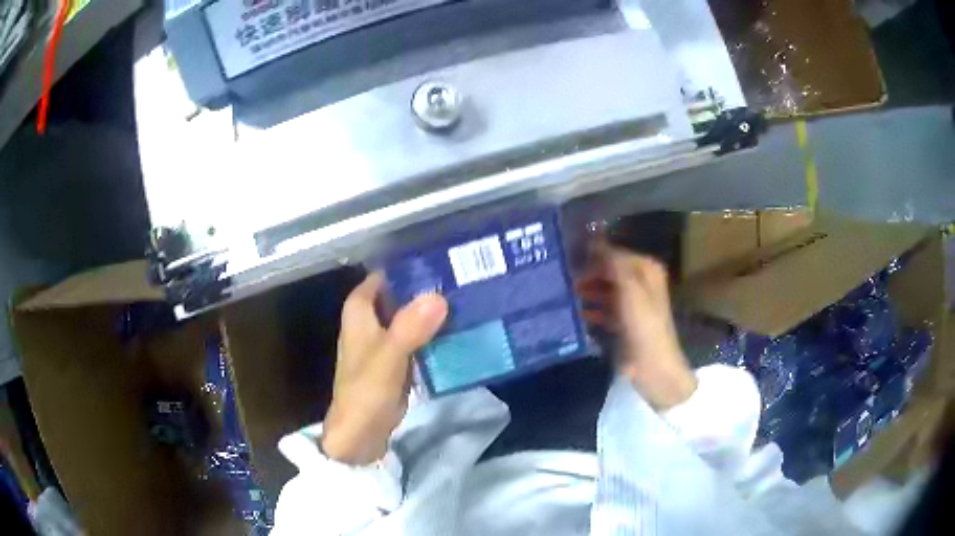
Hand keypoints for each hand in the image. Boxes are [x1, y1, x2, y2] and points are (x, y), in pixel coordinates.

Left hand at [321, 273, 447, 464]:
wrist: (361, 435)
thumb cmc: (365, 392)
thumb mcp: (388, 357)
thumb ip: (409, 328)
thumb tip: (438, 296)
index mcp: (360, 311)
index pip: (383, 275)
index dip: (406, 265)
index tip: (440, 256)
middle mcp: (370, 321)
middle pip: (399, 294)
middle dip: (426, 287)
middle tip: (463, 277)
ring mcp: (385, 342)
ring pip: (410, 316)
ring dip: (432, 310)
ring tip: (467, 297)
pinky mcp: (398, 361)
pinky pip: (417, 338)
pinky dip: (433, 333)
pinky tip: (458, 329)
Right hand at [577, 246, 695, 409]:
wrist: (653, 366)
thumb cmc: (644, 324)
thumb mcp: (630, 289)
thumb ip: (613, 263)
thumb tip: (594, 240)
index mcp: (646, 271)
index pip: (615, 253)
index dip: (593, 253)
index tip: (567, 254)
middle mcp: (640, 283)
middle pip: (608, 271)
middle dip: (587, 273)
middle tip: (560, 275)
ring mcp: (631, 304)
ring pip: (604, 290)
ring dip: (586, 291)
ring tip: (562, 292)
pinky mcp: (623, 323)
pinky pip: (603, 310)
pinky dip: (590, 310)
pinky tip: (572, 313)